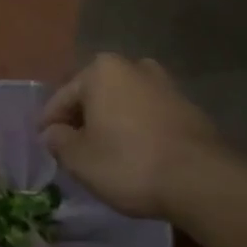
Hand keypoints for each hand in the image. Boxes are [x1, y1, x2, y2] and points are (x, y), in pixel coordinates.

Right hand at [39, 54, 223, 219]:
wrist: (201, 180)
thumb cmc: (129, 162)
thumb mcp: (79, 159)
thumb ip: (58, 141)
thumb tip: (52, 132)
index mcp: (101, 69)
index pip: (63, 97)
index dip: (49, 123)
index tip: (45, 145)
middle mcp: (134, 66)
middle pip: (95, 95)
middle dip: (83, 119)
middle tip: (74, 149)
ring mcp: (165, 85)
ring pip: (124, 103)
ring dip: (112, 123)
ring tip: (105, 153)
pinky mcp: (189, 108)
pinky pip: (148, 116)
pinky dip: (137, 130)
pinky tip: (135, 155)